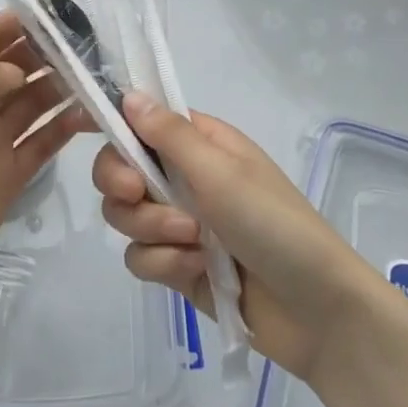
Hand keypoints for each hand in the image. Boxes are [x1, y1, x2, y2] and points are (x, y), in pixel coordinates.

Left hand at [0, 11, 85, 339]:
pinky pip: (44, 141)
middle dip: (52, 53)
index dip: (22, 21)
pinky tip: (91, 117)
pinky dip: (66, 127)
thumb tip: (20, 69)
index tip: (65, 11)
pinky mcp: (11, 174)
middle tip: (96, 46)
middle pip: (19, 67)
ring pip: (36, 102)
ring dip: (65, 87)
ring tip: (102, 78)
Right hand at [93, 94, 407, 383]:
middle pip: (119, 168)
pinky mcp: (176, 266)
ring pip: (124, 215)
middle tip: (138, 194)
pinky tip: (196, 270)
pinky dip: (163, 263)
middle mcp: (183, 177)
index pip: (140, 121)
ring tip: (192, 242)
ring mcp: (178, 223)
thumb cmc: (273, 223)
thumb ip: (169, 135)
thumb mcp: (220, 171)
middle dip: (123, 185)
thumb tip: (129, 95)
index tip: (90, 132)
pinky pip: (139, 257)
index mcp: (198, 143)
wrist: (317, 311)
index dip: (113, 126)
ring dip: (151, 228)